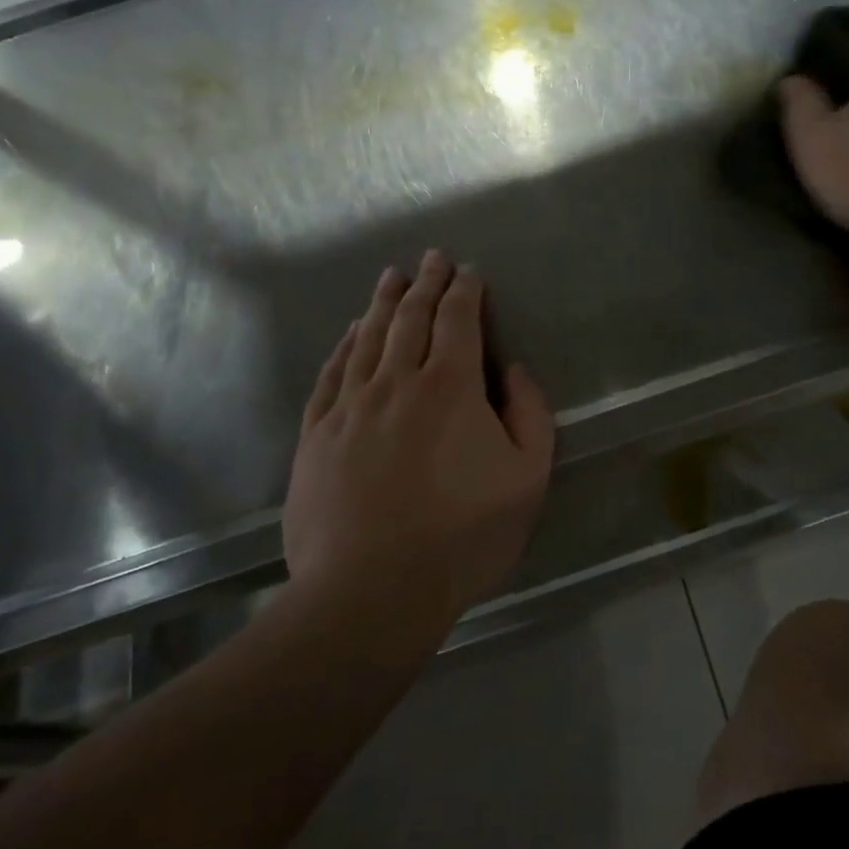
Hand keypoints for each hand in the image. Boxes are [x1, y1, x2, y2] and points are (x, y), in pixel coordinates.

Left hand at [283, 251, 555, 626]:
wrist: (371, 590)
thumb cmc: (462, 537)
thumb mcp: (527, 479)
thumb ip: (530, 415)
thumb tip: (514, 371)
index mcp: (450, 387)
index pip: (458, 321)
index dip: (464, 290)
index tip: (467, 271)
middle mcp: (396, 381)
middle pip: (410, 318)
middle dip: (425, 283)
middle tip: (430, 258)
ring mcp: (350, 406)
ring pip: (368, 338)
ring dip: (383, 303)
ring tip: (391, 277)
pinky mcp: (317, 434)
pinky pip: (332, 373)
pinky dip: (345, 345)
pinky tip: (351, 332)